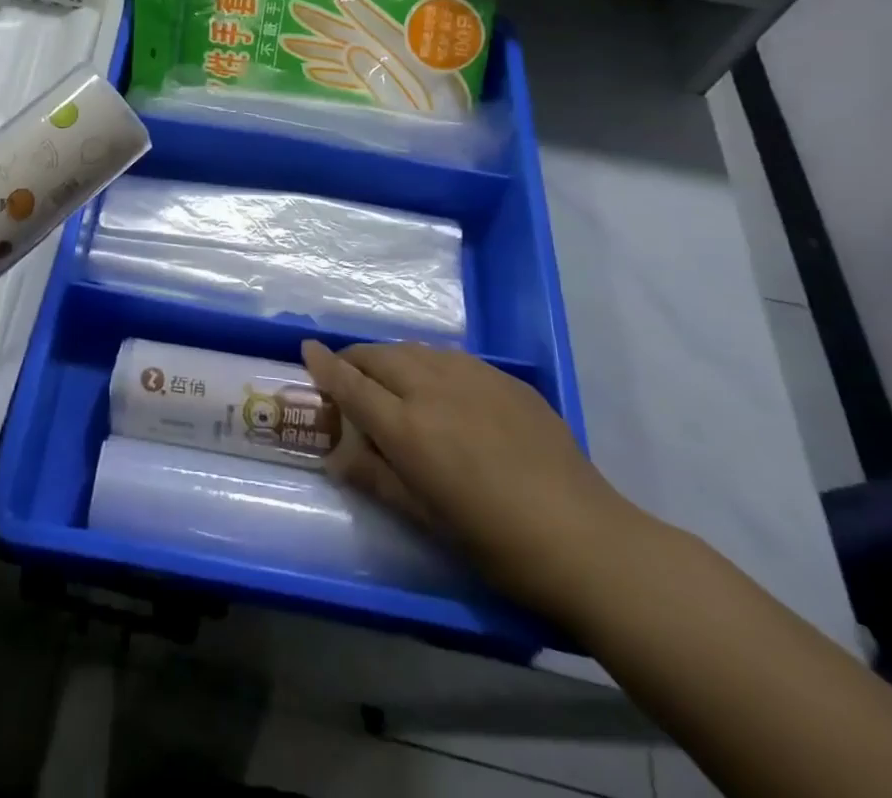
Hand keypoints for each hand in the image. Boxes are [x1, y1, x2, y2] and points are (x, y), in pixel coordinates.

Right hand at [300, 340, 641, 620]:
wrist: (586, 540)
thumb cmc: (495, 542)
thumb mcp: (425, 518)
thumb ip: (376, 477)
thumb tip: (336, 456)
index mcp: (407, 428)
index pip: (351, 384)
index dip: (325, 365)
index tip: (306, 349)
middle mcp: (434, 388)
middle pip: (380, 356)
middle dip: (356, 360)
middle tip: (349, 376)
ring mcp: (473, 377)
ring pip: (416, 350)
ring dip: (393, 359)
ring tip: (392, 381)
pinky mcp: (506, 380)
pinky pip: (453, 359)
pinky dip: (431, 364)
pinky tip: (443, 390)